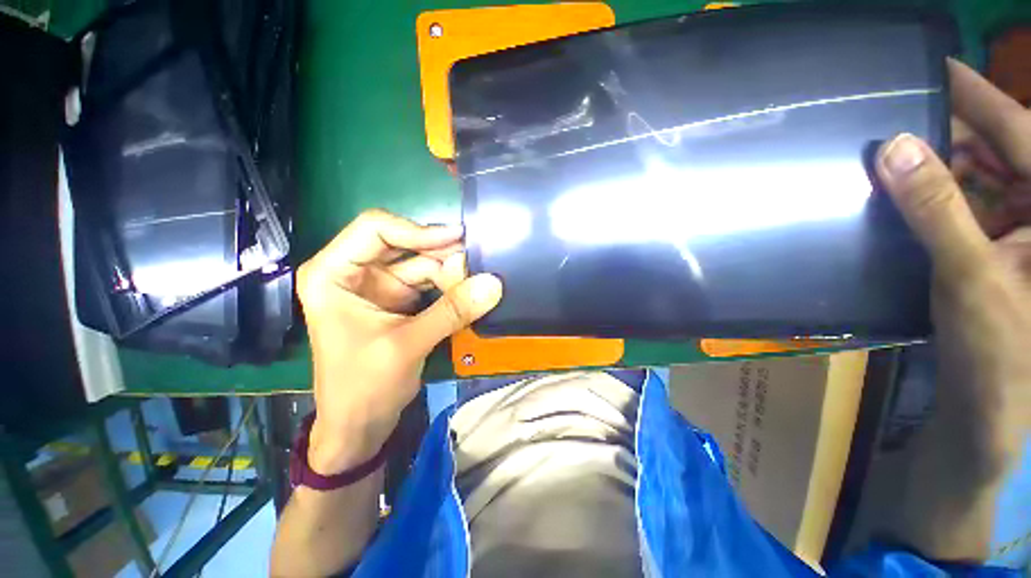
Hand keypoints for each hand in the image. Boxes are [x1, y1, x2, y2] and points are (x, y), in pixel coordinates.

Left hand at [297, 210, 502, 474]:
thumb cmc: (362, 387)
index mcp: (333, 273)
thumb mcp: (406, 346)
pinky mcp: (400, 301)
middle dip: (441, 255)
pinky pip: (430, 284)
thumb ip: (451, 312)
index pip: (375, 229)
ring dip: (450, 273)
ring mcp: (380, 286)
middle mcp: (355, 272)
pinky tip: (469, 291)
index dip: (417, 230)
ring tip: (477, 281)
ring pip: (422, 264)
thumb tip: (494, 284)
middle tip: (476, 263)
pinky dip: (450, 287)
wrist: (359, 426)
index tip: (457, 239)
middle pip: (405, 245)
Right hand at [873, 59, 1029, 558]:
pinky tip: (907, 193)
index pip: (1020, 131)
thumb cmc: (999, 354)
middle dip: (951, 133)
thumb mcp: (971, 279)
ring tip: (895, 155)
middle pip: (998, 149)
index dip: (977, 95)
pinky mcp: (998, 248)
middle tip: (898, 119)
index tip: (935, 66)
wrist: (991, 410)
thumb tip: (896, 148)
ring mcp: (1021, 230)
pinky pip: (967, 205)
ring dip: (938, 167)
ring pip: (979, 177)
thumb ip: (938, 209)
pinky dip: (936, 196)